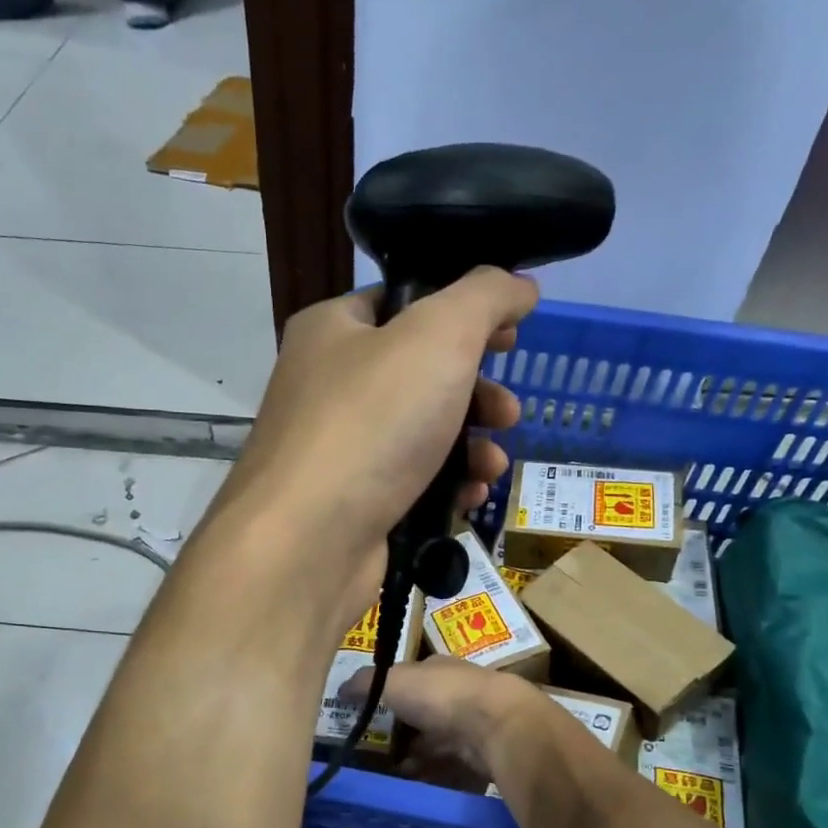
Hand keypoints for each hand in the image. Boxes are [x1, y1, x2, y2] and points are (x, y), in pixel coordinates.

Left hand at [221, 270, 538, 629]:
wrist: (308, 542)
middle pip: (421, 375)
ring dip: (471, 447)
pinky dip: (445, 487)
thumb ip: (485, 297)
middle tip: (508, 413)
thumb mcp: (438, 335)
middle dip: (477, 394)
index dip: (463, 312)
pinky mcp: (351, 505)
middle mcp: (328, 385)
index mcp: (333, 330)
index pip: (404, 302)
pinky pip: (410, 484)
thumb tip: (519, 285)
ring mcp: (337, 450)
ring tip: (492, 466)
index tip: (510, 336)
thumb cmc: (371, 423)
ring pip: (421, 435)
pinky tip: (469, 499)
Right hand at [339, 656, 544, 783]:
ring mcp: (474, 725)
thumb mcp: (392, 681)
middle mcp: (458, 693)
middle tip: (375, 752)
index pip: (411, 680)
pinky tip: (417, 785)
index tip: (368, 716)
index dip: (389, 696)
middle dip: (402, 733)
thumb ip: (364, 684)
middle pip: (424, 714)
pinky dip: (435, 775)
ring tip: (392, 773)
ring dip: (417, 757)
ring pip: (438, 743)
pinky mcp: (484, 755)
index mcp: (438, 670)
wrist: (496, 725)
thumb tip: (340, 688)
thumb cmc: (440, 695)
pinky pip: (453, 768)